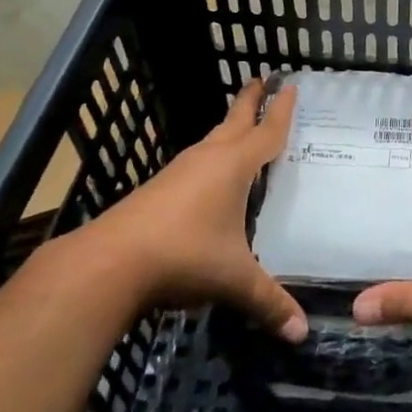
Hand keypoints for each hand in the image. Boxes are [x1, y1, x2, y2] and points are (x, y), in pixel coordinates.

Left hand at [88, 78, 306, 341]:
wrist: (109, 262)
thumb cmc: (184, 255)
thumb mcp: (234, 280)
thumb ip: (269, 302)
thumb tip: (302, 334)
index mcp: (233, 166)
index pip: (266, 132)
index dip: (282, 111)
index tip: (291, 86)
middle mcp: (207, 159)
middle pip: (235, 121)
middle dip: (250, 100)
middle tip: (262, 78)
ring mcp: (178, 172)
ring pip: (211, 140)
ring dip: (228, 128)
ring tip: (240, 125)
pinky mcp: (157, 189)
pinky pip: (194, 162)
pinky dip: (210, 155)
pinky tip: (208, 176)